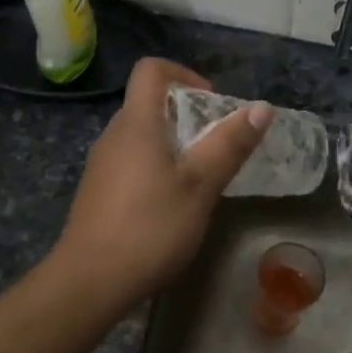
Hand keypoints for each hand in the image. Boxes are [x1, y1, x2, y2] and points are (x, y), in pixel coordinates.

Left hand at [51, 58, 271, 309]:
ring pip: (141, 136)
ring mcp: (102, 165)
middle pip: (148, 103)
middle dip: (186, 114)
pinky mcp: (98, 192)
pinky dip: (155, 167)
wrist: (89, 282)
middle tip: (216, 145)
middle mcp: (114, 135)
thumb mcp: (200, 186)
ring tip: (200, 177)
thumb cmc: (150, 227)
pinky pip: (131, 162)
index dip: (184, 73)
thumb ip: (229, 145)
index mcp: (136, 124)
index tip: (212, 102)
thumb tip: (261, 108)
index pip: (151, 70)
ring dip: (173, 144)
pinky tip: (172, 204)